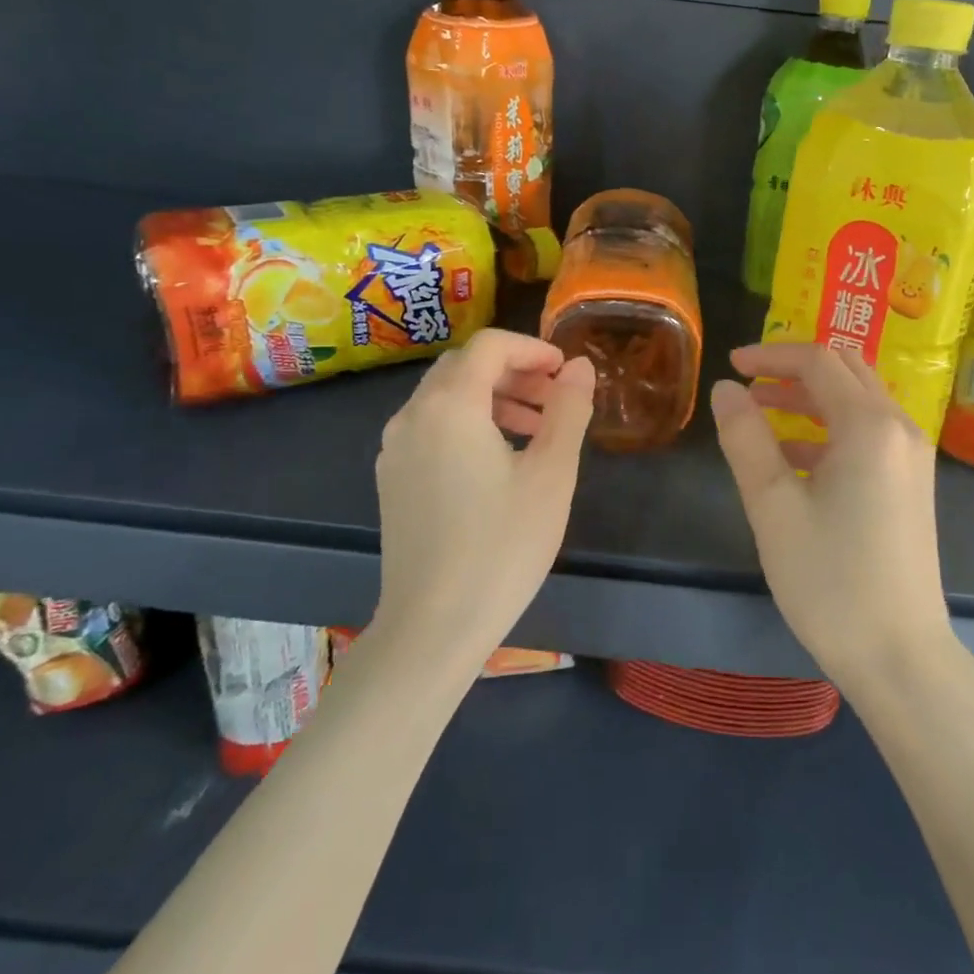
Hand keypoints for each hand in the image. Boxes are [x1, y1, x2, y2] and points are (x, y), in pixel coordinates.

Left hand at [373, 329, 595, 681]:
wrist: (432, 628)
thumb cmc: (502, 546)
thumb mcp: (551, 473)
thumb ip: (568, 409)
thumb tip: (580, 366)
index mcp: (450, 405)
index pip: (490, 346)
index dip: (533, 348)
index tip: (566, 373)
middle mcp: (413, 415)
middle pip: (465, 366)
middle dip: (515, 371)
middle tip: (556, 400)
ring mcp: (395, 448)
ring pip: (446, 396)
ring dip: (493, 397)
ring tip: (536, 429)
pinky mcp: (392, 478)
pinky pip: (432, 426)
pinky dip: (468, 422)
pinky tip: (498, 460)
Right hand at [709, 344, 955, 695]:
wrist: (902, 659)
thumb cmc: (830, 581)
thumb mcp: (773, 506)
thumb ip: (746, 438)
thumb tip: (726, 388)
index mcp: (869, 425)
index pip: (818, 361)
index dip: (771, 356)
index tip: (731, 366)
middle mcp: (899, 429)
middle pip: (846, 370)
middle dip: (794, 369)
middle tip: (750, 384)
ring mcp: (912, 458)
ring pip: (859, 401)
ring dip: (811, 398)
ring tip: (762, 415)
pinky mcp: (912, 485)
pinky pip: (869, 433)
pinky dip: (831, 428)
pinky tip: (795, 459)